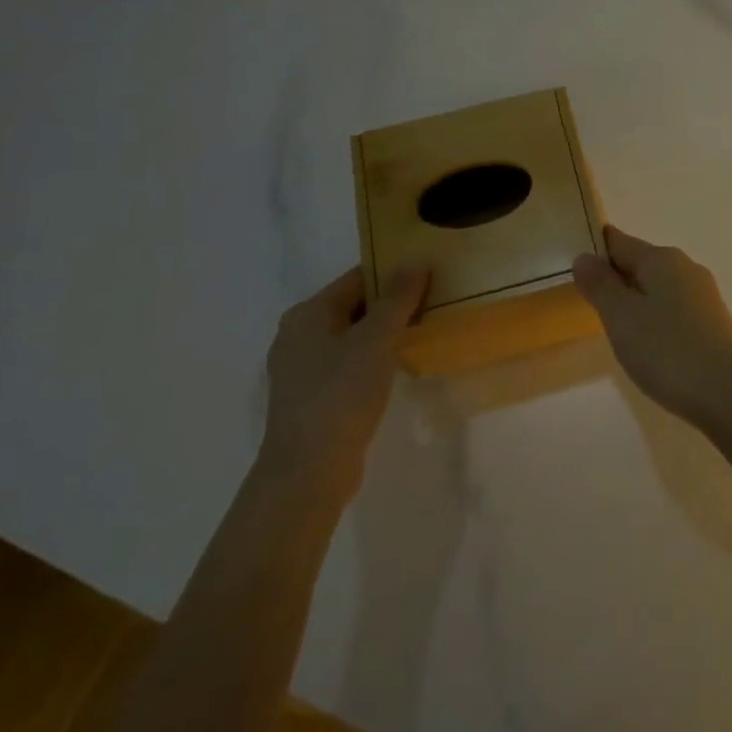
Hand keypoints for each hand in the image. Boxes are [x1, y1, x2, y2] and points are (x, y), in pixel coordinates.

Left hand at [260, 265, 428, 493]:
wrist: (308, 472)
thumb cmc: (341, 395)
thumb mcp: (376, 340)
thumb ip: (397, 298)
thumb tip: (416, 260)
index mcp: (308, 313)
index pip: (357, 278)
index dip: (394, 274)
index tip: (430, 276)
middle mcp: (298, 334)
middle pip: (353, 306)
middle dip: (392, 304)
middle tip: (434, 303)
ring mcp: (301, 369)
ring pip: (351, 337)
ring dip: (383, 334)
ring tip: (422, 332)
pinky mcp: (311, 397)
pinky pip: (347, 364)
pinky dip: (372, 360)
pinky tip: (397, 368)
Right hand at [573, 226, 731, 428]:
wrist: (729, 395)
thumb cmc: (667, 351)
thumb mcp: (621, 317)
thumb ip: (600, 285)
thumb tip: (584, 256)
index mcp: (662, 259)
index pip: (619, 242)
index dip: (595, 249)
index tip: (573, 264)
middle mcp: (686, 268)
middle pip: (640, 263)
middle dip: (614, 278)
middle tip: (586, 302)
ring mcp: (704, 295)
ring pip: (658, 288)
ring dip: (635, 301)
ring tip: (614, 328)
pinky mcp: (713, 322)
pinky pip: (673, 309)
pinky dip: (655, 318)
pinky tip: (648, 344)